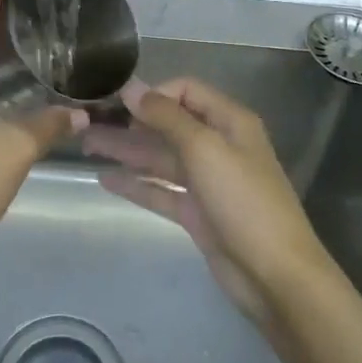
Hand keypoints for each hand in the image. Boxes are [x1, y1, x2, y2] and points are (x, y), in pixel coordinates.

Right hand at [83, 77, 333, 322]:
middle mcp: (218, 145)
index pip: (186, 91)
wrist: (275, 275)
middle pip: (168, 124)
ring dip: (126, 150)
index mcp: (229, 122)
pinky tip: (104, 179)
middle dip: (130, 122)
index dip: (153, 94)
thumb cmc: (244, 201)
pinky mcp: (197, 212)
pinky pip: (160, 190)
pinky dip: (135, 183)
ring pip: (160, 157)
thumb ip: (166, 116)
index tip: (117, 103)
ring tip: (86, 146)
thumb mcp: (205, 149)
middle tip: (87, 124)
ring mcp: (206, 181)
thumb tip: (132, 88)